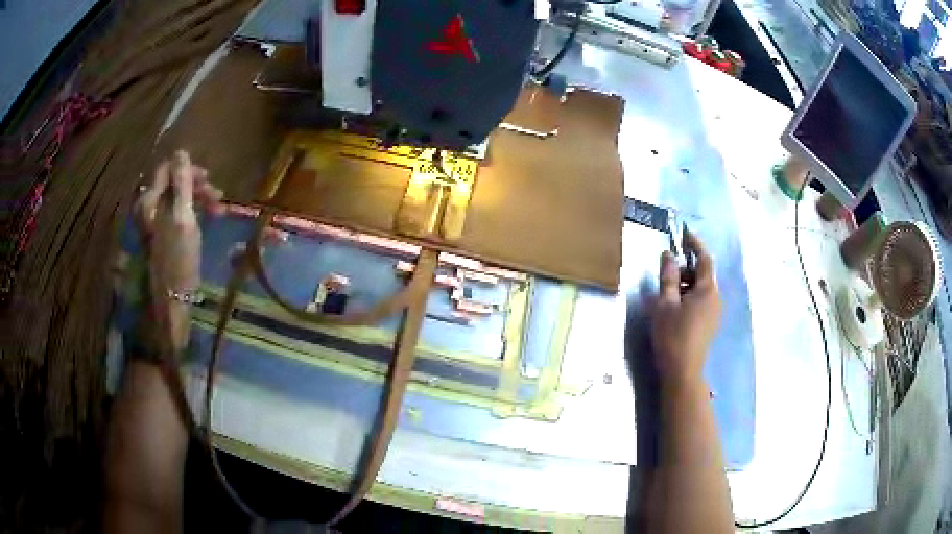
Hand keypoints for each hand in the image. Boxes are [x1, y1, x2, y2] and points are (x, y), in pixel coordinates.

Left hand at [135, 150, 221, 349]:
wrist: (172, 301)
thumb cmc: (179, 260)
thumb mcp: (183, 219)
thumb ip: (182, 185)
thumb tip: (181, 152)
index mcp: (149, 201)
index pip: (166, 169)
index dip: (188, 169)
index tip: (209, 179)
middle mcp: (148, 207)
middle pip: (172, 183)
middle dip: (196, 186)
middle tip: (218, 196)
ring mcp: (154, 222)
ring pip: (177, 198)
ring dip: (198, 199)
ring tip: (218, 210)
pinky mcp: (161, 235)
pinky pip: (177, 213)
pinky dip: (193, 212)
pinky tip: (206, 220)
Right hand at [650, 230, 721, 386]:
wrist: (683, 371)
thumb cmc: (672, 335)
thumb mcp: (665, 303)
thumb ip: (668, 277)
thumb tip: (668, 255)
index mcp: (708, 290)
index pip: (704, 258)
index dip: (695, 243)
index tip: (684, 232)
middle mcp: (716, 298)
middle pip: (703, 274)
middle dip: (686, 267)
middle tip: (666, 271)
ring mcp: (715, 312)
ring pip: (702, 288)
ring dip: (686, 283)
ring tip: (667, 292)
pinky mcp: (711, 324)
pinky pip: (702, 301)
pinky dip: (690, 296)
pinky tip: (675, 307)